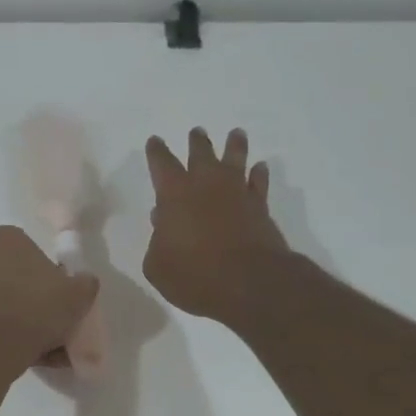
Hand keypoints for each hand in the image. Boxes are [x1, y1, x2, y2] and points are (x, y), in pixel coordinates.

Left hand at [0, 226, 98, 371]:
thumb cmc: (37, 304)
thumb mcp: (78, 292)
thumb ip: (85, 284)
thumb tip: (84, 283)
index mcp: (5, 238)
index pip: (35, 252)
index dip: (53, 276)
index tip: (65, 297)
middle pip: (21, 281)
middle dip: (40, 304)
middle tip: (61, 324)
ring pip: (11, 308)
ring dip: (32, 326)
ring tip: (55, 350)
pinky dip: (17, 340)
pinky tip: (39, 358)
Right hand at [143, 128, 288, 322]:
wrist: (249, 284)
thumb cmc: (194, 276)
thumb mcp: (158, 266)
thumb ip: (157, 242)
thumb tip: (164, 224)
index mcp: (174, 194)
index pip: (162, 164)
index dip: (156, 152)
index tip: (155, 141)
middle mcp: (206, 185)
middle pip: (201, 153)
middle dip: (197, 142)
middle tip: (197, 132)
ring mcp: (236, 193)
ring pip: (235, 159)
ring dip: (234, 145)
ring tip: (236, 134)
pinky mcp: (260, 208)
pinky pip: (259, 183)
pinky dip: (258, 174)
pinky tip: (260, 168)